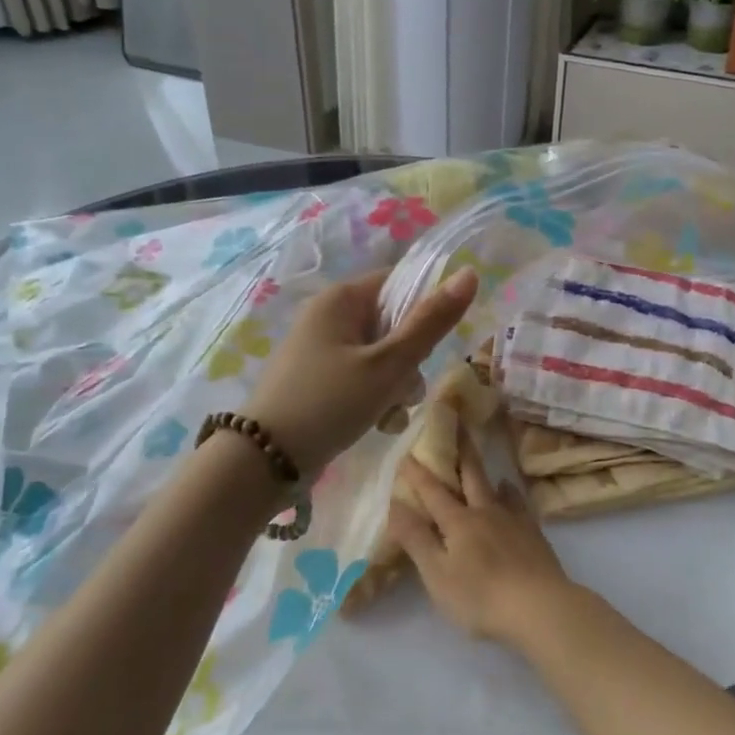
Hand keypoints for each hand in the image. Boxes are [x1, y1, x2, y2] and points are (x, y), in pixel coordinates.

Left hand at [245, 267, 477, 474]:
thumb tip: (470, 273)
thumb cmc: (329, 403)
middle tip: (403, 388)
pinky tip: (376, 423)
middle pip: (394, 323)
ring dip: (395, 385)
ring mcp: (321, 348)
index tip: (428, 348)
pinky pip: (362, 375)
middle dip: (409, 360)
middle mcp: (329, 316)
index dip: (424, 311)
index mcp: (341, 299)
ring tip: (388, 414)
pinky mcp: (318, 378)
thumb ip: (430, 322)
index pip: (400, 283)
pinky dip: (374, 396)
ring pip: (382, 355)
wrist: (264, 461)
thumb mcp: (388, 365)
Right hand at [387, 434, 576, 646]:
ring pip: (496, 487)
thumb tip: (395, 504)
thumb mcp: (437, 574)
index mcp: (458, 523)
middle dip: (459, 452)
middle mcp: (485, 512)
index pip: (433, 492)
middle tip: (455, 425)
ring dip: (483, 471)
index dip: (418, 473)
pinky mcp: (533, 534)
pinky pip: (519, 504)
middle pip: (470, 476)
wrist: (540, 606)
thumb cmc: (480, 596)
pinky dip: (510, 493)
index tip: (407, 452)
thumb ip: (417, 539)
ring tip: (478, 458)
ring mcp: (513, 521)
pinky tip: (510, 492)